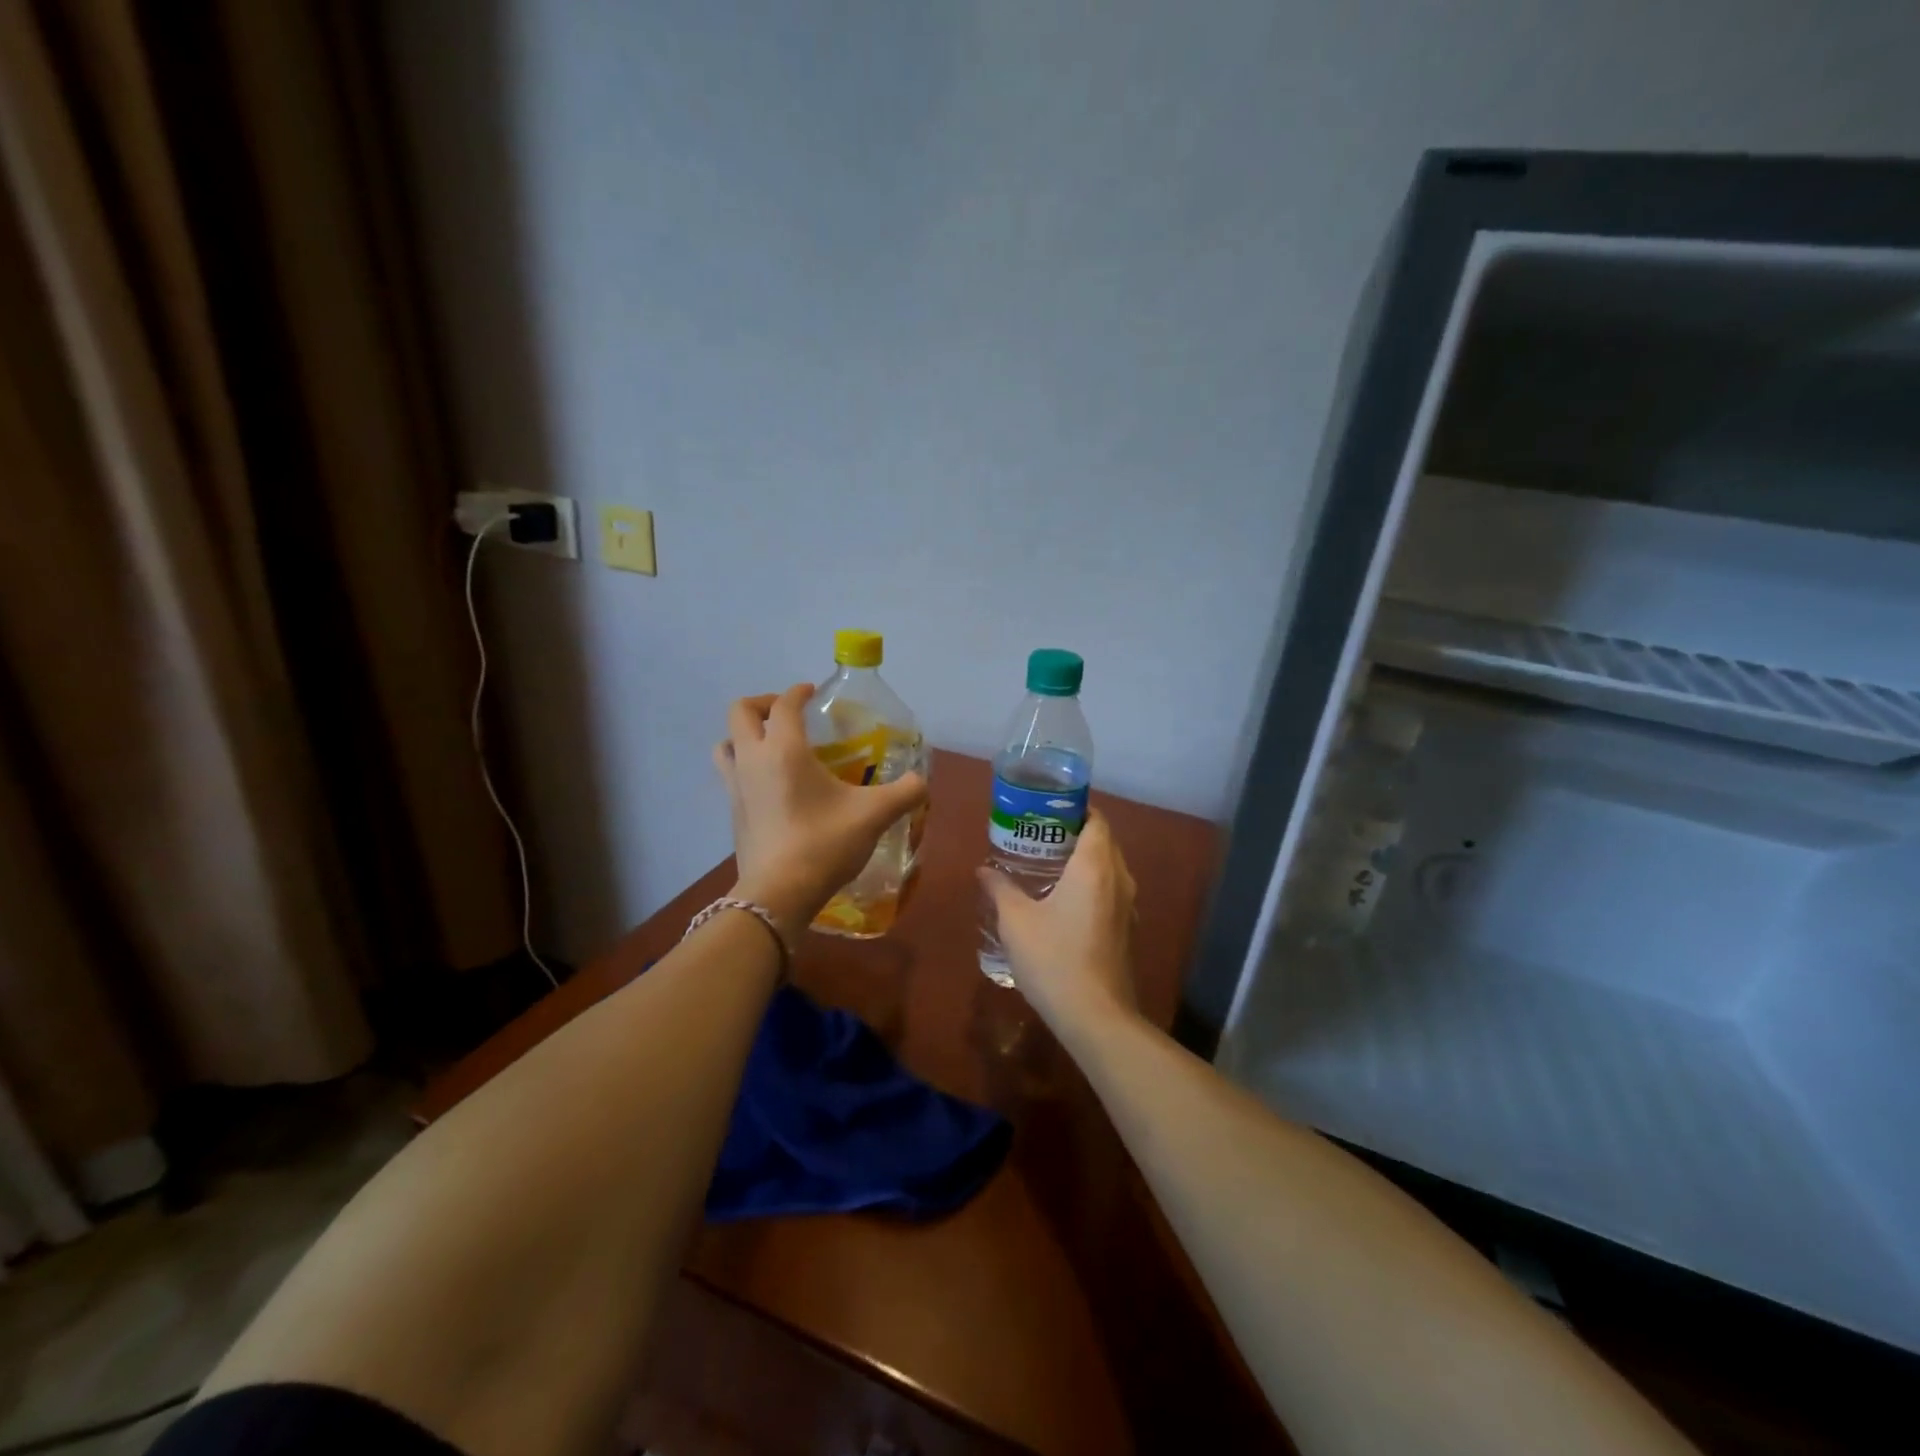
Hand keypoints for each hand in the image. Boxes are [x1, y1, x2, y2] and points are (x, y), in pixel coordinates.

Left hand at [714, 684, 927, 940]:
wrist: (778, 894)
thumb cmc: (823, 844)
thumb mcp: (873, 815)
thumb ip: (904, 793)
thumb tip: (921, 781)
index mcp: (784, 749)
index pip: (784, 704)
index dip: (798, 692)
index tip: (812, 692)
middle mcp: (753, 759)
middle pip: (741, 713)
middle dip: (763, 703)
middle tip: (789, 714)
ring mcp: (736, 787)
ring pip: (726, 743)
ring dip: (744, 735)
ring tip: (771, 745)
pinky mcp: (732, 813)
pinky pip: (730, 774)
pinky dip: (745, 766)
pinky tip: (771, 785)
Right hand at [977, 810, 1139, 1037]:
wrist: (1095, 1016)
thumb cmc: (1054, 958)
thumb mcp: (1016, 921)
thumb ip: (1000, 889)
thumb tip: (983, 869)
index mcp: (1095, 866)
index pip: (1096, 820)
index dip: (1075, 809)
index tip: (1047, 810)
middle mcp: (1118, 879)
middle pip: (1104, 841)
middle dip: (1075, 832)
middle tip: (1039, 834)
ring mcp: (1128, 906)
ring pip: (1109, 868)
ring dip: (1085, 860)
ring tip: (1049, 863)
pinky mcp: (1126, 929)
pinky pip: (1111, 891)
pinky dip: (1092, 884)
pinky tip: (1064, 899)